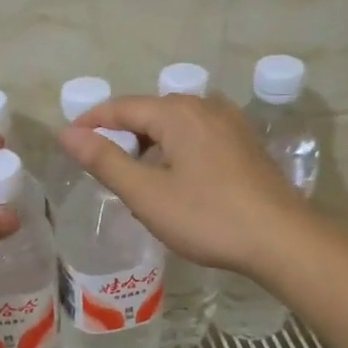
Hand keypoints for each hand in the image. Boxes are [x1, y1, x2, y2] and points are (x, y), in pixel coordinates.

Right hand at [59, 94, 313, 276]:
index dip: (92, 122)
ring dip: (150, 145)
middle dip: (122, 134)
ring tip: (133, 175)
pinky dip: (176, 151)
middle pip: (151, 113)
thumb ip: (105, 161)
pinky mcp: (245, 145)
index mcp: (178, 113)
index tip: (68, 140)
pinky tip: (173, 179)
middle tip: (99, 164)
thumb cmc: (207, 217)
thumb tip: (67, 134)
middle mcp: (206, 107)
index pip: (122, 107)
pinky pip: (198, 138)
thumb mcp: (147, 193)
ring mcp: (231, 125)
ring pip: (176, 126)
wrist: (281, 239)